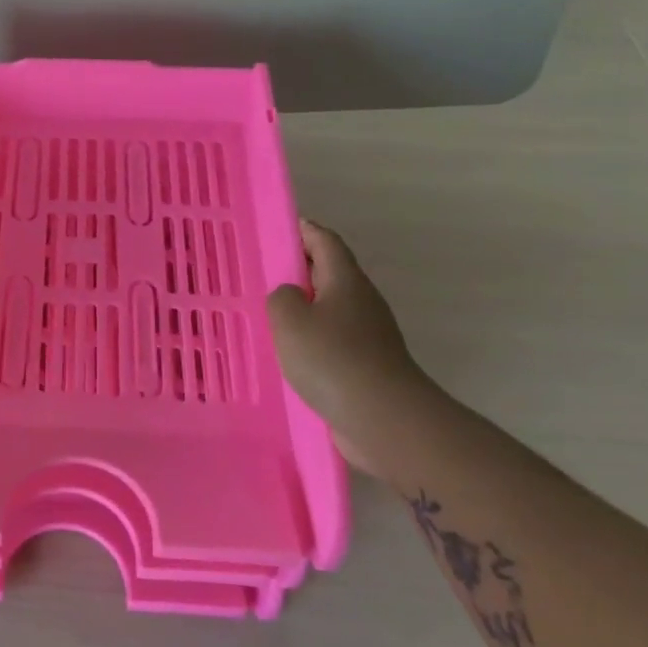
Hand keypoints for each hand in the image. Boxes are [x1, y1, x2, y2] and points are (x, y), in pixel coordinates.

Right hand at [266, 220, 427, 475]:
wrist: (384, 418)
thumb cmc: (333, 359)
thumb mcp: (289, 318)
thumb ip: (281, 297)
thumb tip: (290, 298)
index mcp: (345, 280)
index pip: (325, 241)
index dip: (303, 230)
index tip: (279, 228)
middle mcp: (361, 301)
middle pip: (329, 273)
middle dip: (299, 270)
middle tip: (263, 274)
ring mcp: (368, 335)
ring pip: (330, 309)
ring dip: (304, 308)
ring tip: (269, 316)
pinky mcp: (367, 365)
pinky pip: (333, 341)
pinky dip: (311, 340)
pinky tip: (289, 355)